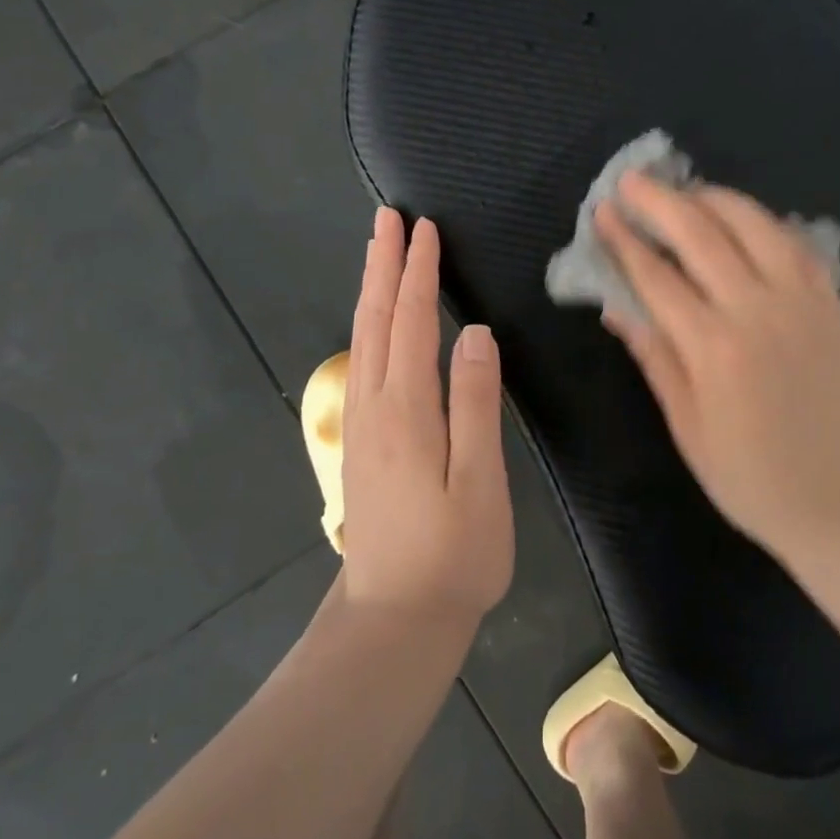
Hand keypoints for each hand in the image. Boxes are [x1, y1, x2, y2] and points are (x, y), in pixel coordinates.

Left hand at [341, 208, 513, 628]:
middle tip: (387, 219)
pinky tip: (374, 320)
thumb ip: (476, 403)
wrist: (394, 619)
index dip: (418, 271)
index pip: (411, 321)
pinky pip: (361, 359)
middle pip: (376, 318)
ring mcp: (361, 422)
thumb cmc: (452, 553)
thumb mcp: (480, 481)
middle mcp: (374, 404)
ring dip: (370, 288)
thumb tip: (474, 332)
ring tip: (378, 251)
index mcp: (406, 408)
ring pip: (362, 337)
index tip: (424, 228)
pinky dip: (367, 323)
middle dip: (383, 264)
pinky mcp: (359, 440)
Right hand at [597, 172, 839, 561]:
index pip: (657, 275)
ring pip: (752, 223)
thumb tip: (616, 307)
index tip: (603, 212)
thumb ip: (654, 356)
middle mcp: (757, 310)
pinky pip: (793, 242)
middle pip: (701, 233)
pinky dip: (762, 220)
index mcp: (714, 348)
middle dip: (660, 200)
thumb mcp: (687, 427)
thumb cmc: (752, 477)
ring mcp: (801, 300)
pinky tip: (741, 216)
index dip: (625, 240)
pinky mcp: (831, 302)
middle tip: (632, 180)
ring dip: (713, 197)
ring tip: (685, 190)